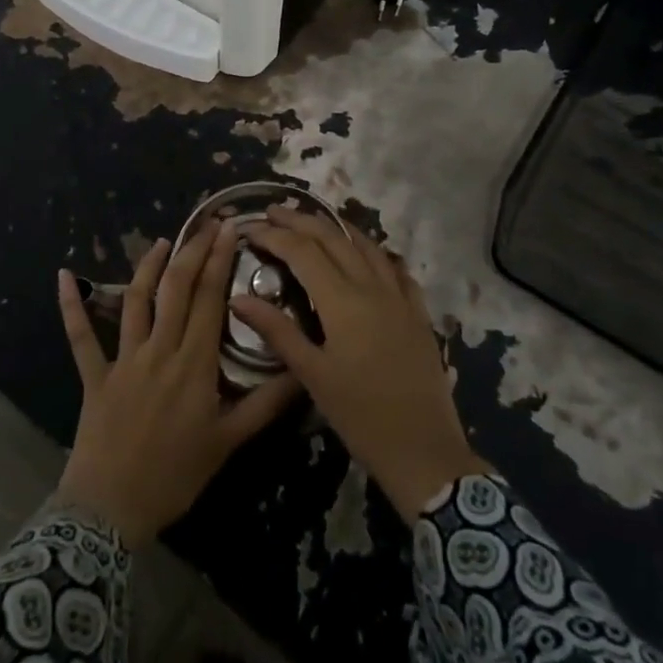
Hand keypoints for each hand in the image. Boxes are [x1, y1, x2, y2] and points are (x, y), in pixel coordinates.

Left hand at [56, 223, 300, 547]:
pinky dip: (72, 306)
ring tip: (161, 241)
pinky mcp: (94, 375)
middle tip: (206, 224)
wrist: (112, 509)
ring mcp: (123, 359)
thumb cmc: (175, 476)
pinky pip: (80, 336)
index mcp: (194, 364)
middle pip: (177, 289)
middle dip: (193, 251)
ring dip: (148, 266)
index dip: (220, 260)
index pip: (210, 299)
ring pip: (136, 301)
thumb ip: (265, 404)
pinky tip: (64, 276)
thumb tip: (302, 371)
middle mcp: (160, 350)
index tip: (230, 229)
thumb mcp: (228, 443)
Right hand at [232, 208, 486, 522]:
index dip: (275, 235)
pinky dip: (375, 252)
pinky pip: (395, 268)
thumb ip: (277, 331)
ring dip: (337, 228)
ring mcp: (400, 297)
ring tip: (314, 221)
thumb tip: (238, 297)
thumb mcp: (312, 375)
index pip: (303, 252)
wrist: (425, 450)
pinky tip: (368, 253)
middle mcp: (372, 287)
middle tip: (274, 211)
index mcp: (343, 301)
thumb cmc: (361, 416)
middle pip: (333, 238)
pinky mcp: (418, 313)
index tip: (250, 228)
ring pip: (366, 246)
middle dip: (301, 220)